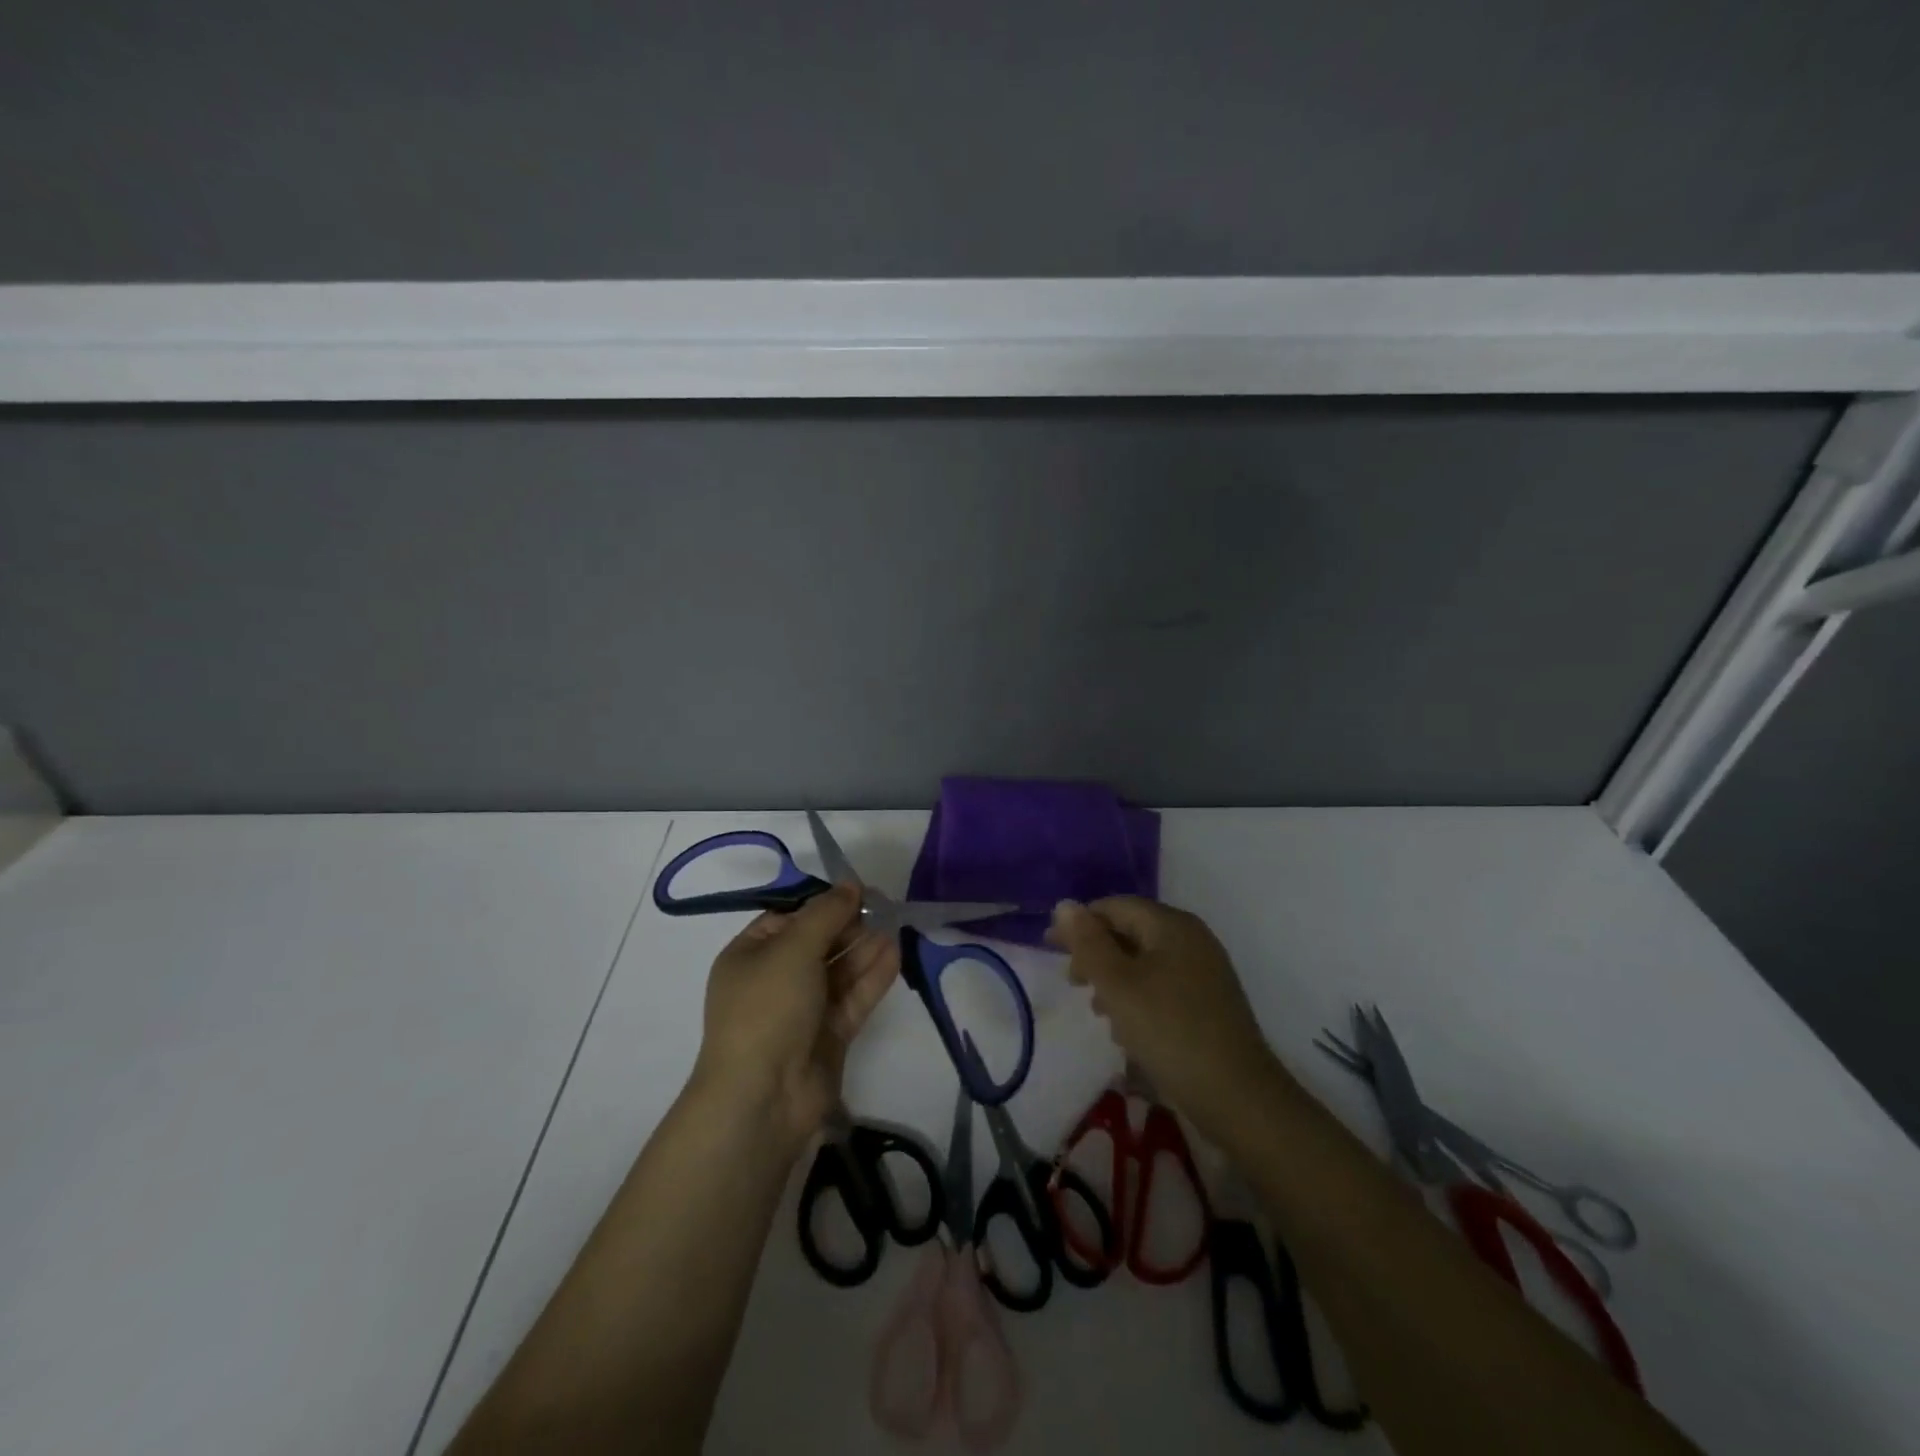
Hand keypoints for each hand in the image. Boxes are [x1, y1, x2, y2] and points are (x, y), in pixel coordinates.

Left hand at [694, 882, 899, 1143]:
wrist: (763, 1097)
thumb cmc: (768, 1008)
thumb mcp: (793, 949)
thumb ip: (826, 914)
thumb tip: (851, 884)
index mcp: (750, 956)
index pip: (788, 919)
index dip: (822, 904)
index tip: (857, 891)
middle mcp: (775, 980)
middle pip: (818, 943)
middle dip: (848, 926)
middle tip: (883, 907)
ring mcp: (803, 1010)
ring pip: (839, 970)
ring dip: (864, 949)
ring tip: (894, 926)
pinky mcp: (829, 1035)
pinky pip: (853, 998)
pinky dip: (872, 977)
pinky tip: (895, 954)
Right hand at [1048, 897, 1293, 1140]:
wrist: (1236, 1096)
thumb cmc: (1169, 1030)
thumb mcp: (1118, 985)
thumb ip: (1088, 943)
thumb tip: (1065, 904)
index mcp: (1172, 925)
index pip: (1116, 906)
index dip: (1080, 922)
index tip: (1050, 947)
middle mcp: (1191, 939)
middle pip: (1131, 932)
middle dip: (1096, 954)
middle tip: (1072, 982)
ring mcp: (1203, 972)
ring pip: (1144, 962)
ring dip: (1114, 980)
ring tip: (1097, 1010)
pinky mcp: (1207, 1003)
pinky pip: (1161, 986)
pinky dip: (1137, 999)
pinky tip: (1126, 1030)